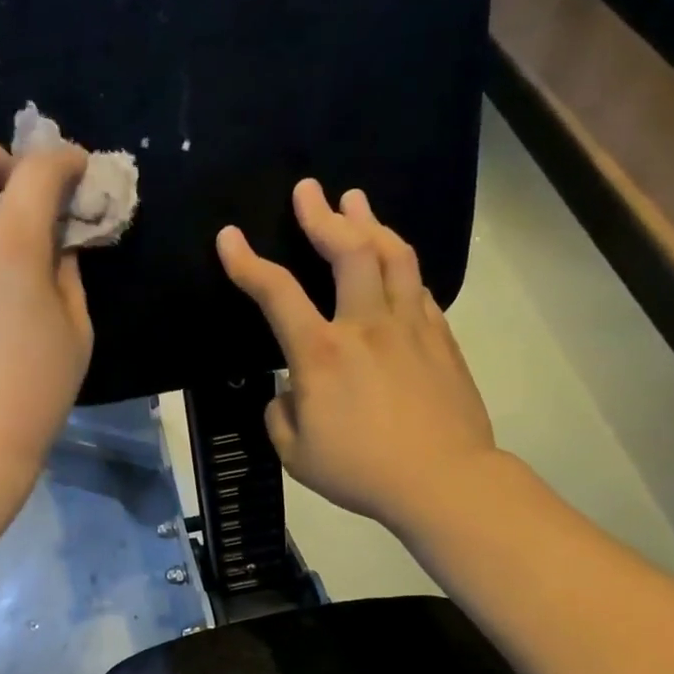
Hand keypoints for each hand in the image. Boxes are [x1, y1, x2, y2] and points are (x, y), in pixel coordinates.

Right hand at [217, 179, 501, 534]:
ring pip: (393, 257)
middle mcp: (365, 326)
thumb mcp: (296, 456)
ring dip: (370, 223)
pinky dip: (400, 265)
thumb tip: (287, 394)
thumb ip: (280, 417)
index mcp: (321, 354)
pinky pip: (418, 288)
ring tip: (355, 201)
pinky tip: (394, 261)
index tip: (230, 237)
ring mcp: (409, 327)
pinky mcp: (440, 338)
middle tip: (309, 191)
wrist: (442, 481)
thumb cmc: (361, 471)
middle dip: (323, 216)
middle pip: (348, 251)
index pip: (277, 294)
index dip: (248, 262)